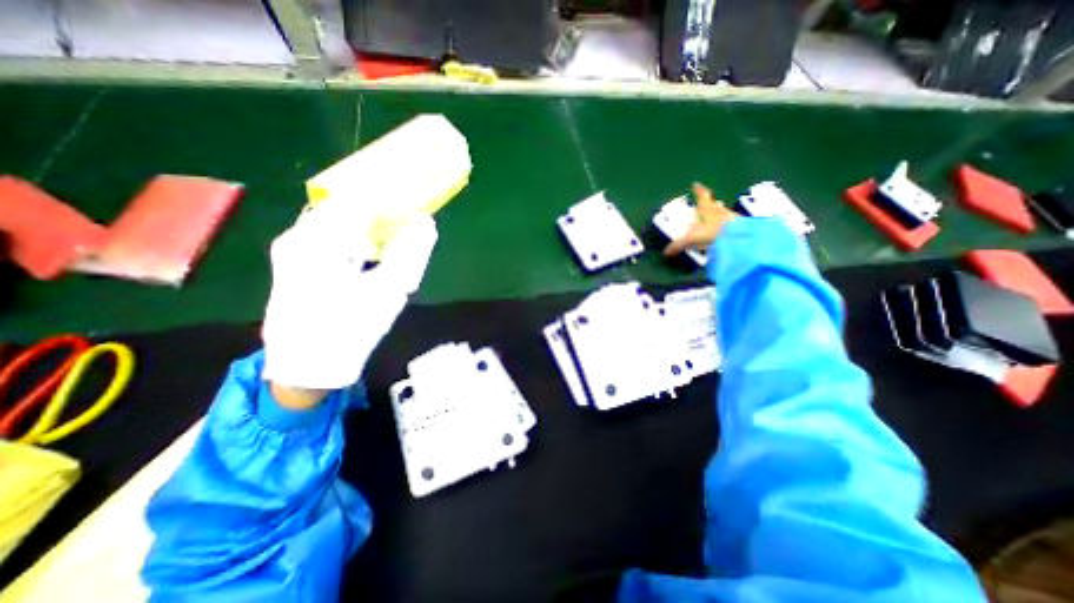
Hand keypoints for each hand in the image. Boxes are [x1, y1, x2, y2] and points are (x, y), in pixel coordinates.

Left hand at [262, 203, 437, 391]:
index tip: (417, 205)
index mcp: (319, 241)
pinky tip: (370, 253)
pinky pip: (330, 235)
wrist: (306, 366)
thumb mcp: (389, 291)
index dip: (393, 200)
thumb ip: (411, 253)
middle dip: (382, 212)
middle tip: (410, 224)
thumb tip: (426, 224)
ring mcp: (292, 247)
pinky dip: (355, 237)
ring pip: (339, 220)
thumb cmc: (350, 329)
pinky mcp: (293, 260)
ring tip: (395, 237)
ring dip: (370, 225)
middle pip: (348, 207)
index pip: (361, 201)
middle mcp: (299, 235)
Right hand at [664, 181, 739, 256]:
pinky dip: (723, 226)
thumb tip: (665, 253)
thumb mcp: (692, 239)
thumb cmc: (713, 232)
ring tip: (712, 220)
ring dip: (717, 215)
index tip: (696, 184)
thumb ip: (678, 245)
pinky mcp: (738, 226)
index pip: (701, 196)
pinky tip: (721, 232)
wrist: (740, 237)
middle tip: (704, 204)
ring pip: (721, 213)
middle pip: (713, 204)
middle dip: (708, 203)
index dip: (698, 190)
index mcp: (706, 208)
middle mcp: (718, 210)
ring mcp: (730, 217)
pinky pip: (728, 224)